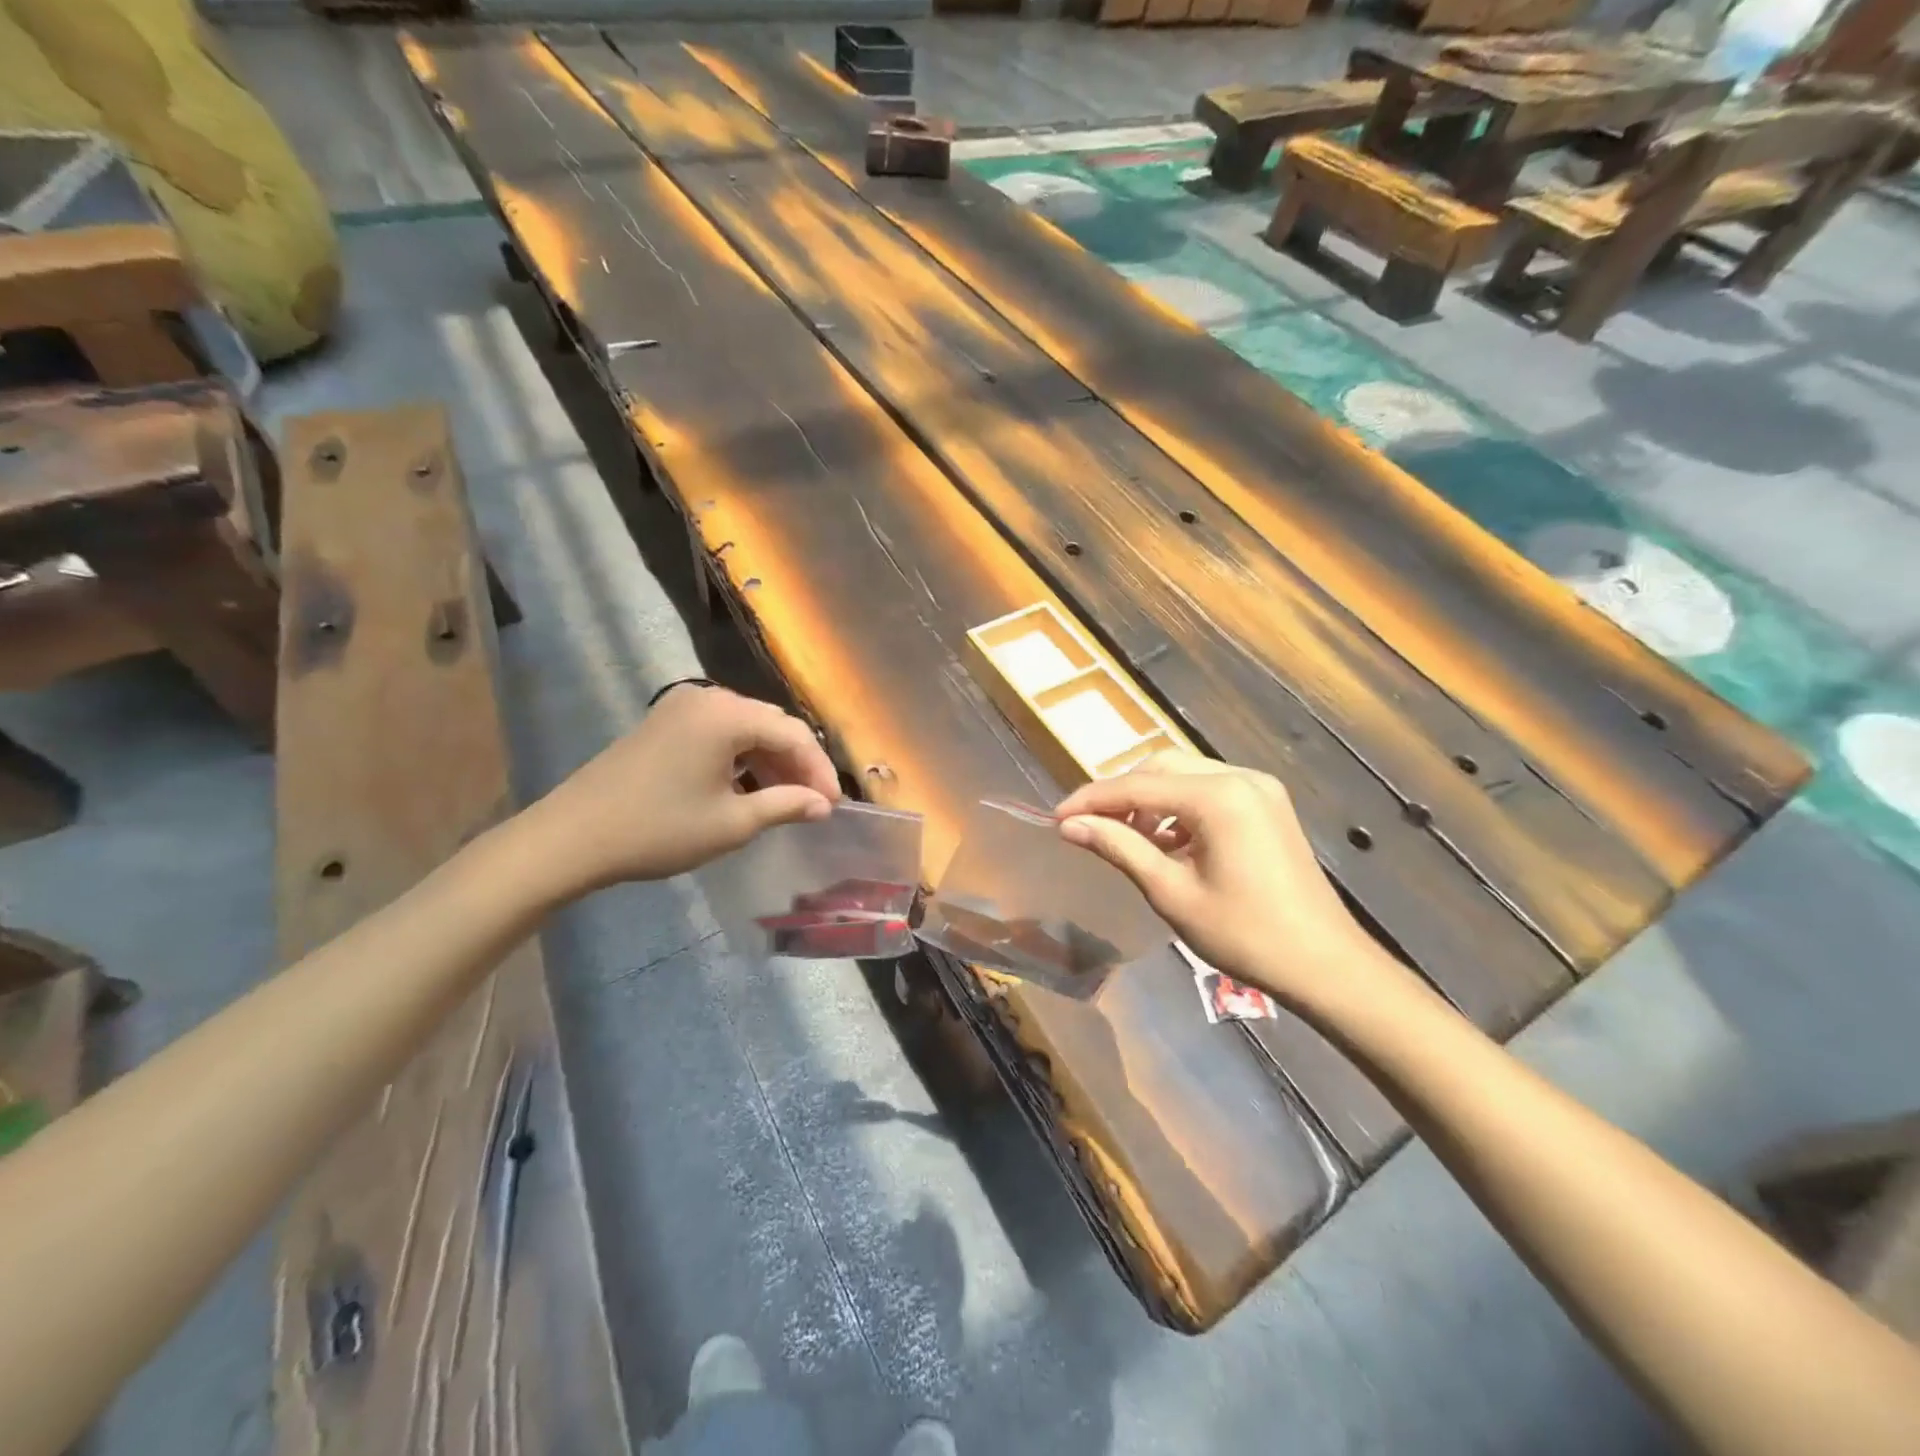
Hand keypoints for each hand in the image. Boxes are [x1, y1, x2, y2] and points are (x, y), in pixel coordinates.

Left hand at [525, 684, 840, 896]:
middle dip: (797, 762)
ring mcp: (681, 707)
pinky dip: (741, 756)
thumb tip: (822, 805)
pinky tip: (747, 786)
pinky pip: (719, 731)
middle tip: (813, 802)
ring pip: (745, 727)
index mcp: (727, 715)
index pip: (793, 734)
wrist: (572, 837)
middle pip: (771, 724)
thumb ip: (785, 805)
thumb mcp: (732, 824)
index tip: (834, 805)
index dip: (819, 770)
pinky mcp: (664, 722)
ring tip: (785, 798)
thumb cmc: (659, 830)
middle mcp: (707, 698)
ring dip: (770, 760)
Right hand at [1055, 753, 1406, 1014]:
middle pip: (1161, 768)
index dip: (1091, 800)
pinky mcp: (1267, 803)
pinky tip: (1167, 841)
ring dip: (1149, 800)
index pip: (1137, 786)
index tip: (1056, 818)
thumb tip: (1070, 825)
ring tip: (1126, 838)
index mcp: (1218, 796)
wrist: (1324, 963)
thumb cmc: (1243, 934)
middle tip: (1089, 826)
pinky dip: (1179, 807)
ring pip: (1184, 775)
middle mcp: (1239, 777)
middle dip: (1121, 794)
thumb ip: (1119, 847)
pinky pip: (1209, 790)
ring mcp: (1259, 787)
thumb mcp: (1171, 891)